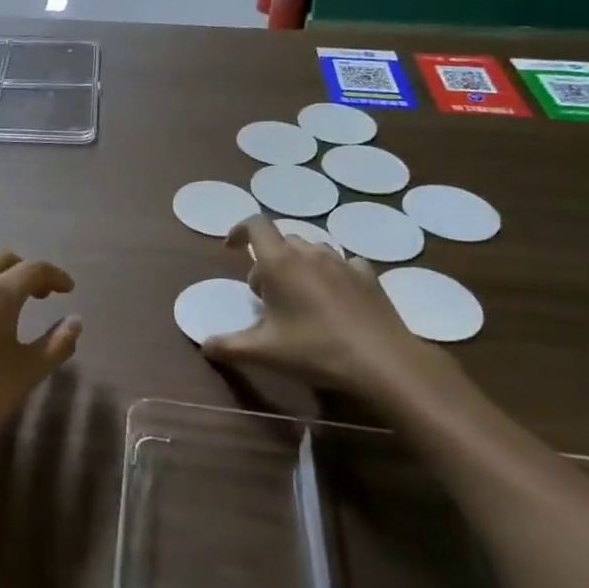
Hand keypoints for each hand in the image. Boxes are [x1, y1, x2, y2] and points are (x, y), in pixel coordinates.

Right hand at [202, 217, 445, 402]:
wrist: (383, 362)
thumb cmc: (315, 350)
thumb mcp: (264, 353)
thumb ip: (228, 346)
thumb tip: (205, 345)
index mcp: (280, 263)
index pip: (255, 225)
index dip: (239, 230)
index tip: (231, 249)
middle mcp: (310, 253)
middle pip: (282, 241)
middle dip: (268, 261)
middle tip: (265, 295)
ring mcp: (343, 262)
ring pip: (312, 250)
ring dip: (298, 266)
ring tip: (298, 298)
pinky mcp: (368, 276)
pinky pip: (342, 264)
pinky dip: (330, 274)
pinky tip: (334, 299)